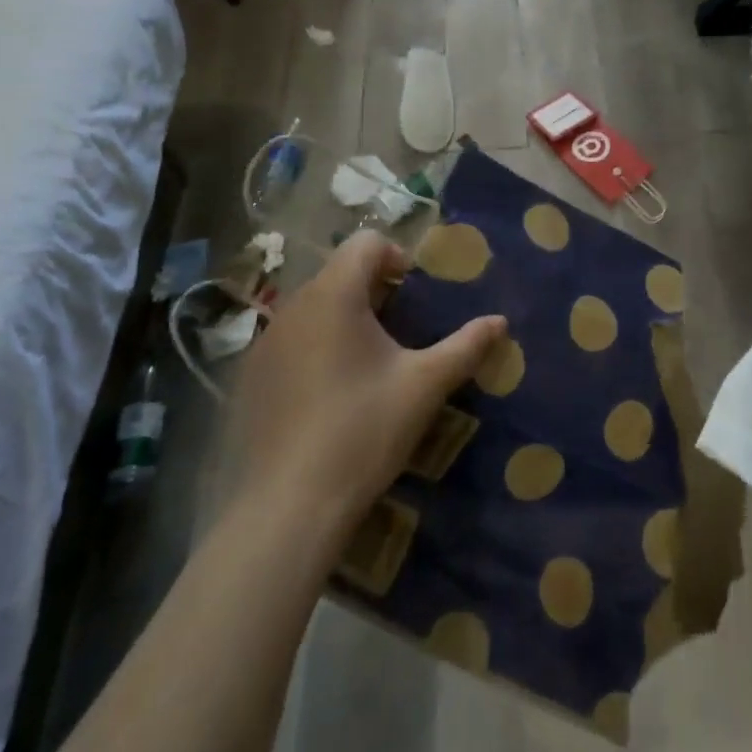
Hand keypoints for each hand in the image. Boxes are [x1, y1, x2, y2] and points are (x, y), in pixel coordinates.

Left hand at [224, 230, 506, 538]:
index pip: (366, 242)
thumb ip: (466, 345)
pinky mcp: (251, 378)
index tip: (416, 296)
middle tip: (402, 330)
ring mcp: (265, 343)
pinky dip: (317, 346)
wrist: (290, 508)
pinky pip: (291, 339)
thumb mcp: (425, 385)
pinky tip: (333, 393)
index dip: (397, 257)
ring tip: (371, 361)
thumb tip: (500, 321)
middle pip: (340, 272)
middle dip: (374, 290)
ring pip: (314, 306)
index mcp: (335, 295)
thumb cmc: (364, 430)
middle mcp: (294, 307)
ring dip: (345, 317)